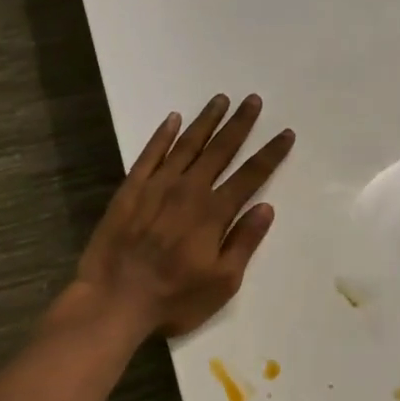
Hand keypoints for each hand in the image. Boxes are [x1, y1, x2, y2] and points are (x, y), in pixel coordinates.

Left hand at [71, 94, 294, 338]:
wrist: (113, 300)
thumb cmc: (174, 298)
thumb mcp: (222, 282)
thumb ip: (244, 241)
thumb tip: (266, 207)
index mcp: (214, 212)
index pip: (251, 175)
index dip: (271, 153)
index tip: (286, 133)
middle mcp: (188, 190)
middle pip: (220, 150)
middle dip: (240, 124)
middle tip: (253, 99)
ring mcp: (156, 186)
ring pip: (187, 145)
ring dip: (206, 121)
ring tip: (220, 99)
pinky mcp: (130, 189)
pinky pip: (149, 154)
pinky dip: (162, 135)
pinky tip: (173, 119)